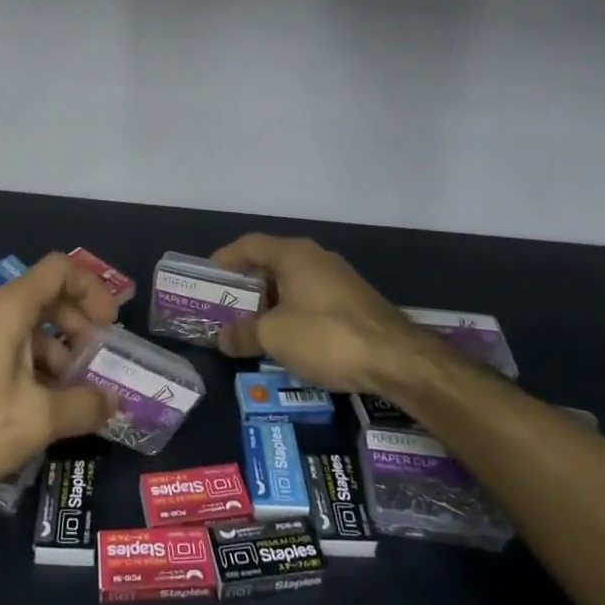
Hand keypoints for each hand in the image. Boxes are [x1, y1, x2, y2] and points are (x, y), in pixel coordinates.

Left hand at [0, 254, 119, 501]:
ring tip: (74, 393)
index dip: (92, 289)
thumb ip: (85, 405)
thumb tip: (113, 402)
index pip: (60, 270)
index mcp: (9, 308)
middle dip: (79, 325)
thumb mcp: (39, 420)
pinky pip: (7, 349)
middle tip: (97, 362)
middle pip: (46, 297)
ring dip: (57, 351)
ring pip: (26, 327)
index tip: (109, 327)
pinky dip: (33, 366)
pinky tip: (41, 407)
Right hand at [211, 234, 447, 396]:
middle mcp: (316, 258)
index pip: (249, 245)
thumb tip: (223, 338)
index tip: (207, 277)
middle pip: (271, 263)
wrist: (397, 359)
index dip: (225, 259)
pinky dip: (293, 314)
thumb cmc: (326, 335)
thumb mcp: (274, 336)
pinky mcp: (355, 303)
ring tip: (251, 328)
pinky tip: (288, 340)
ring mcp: (339, 280)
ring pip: (293, 284)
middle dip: (247, 286)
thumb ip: (244, 334)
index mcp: (293, 254)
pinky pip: (312, 301)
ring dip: (270, 303)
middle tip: (225, 308)